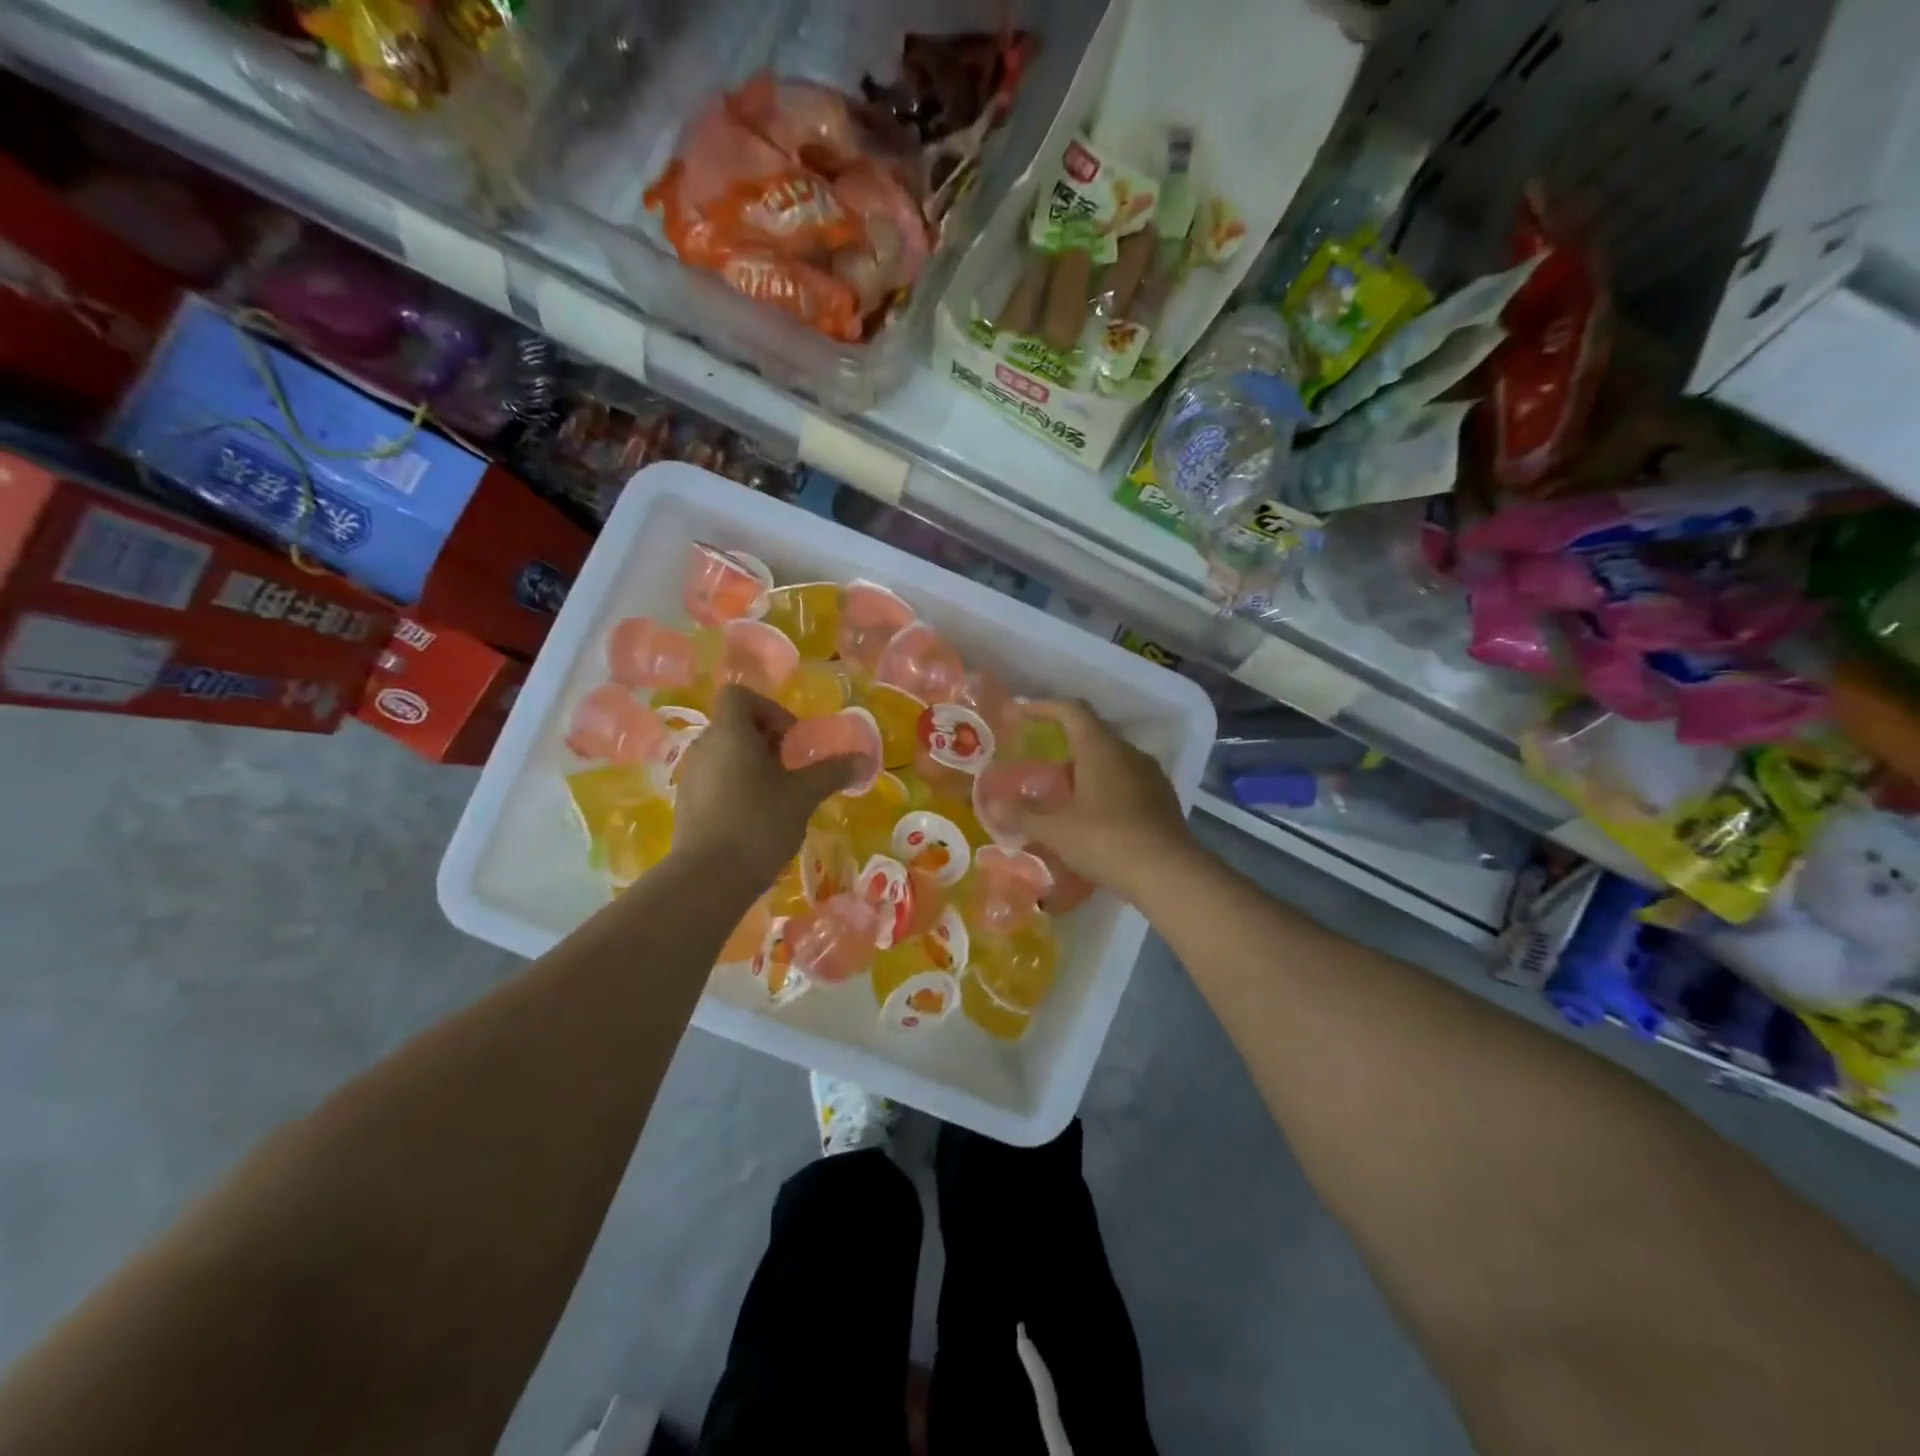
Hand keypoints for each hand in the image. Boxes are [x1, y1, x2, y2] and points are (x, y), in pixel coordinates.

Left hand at [672, 687, 857, 885]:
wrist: (709, 878)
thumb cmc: (759, 823)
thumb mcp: (803, 795)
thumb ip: (832, 772)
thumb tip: (866, 759)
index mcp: (730, 733)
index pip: (739, 695)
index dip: (769, 708)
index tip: (792, 737)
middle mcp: (704, 747)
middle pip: (733, 725)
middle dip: (766, 740)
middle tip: (793, 766)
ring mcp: (691, 777)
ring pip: (724, 754)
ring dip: (752, 764)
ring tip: (778, 794)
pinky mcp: (687, 805)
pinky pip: (714, 780)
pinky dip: (736, 786)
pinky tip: (757, 817)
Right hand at [1014, 699, 1202, 904]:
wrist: (1168, 872)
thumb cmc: (1106, 840)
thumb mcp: (1056, 830)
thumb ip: (1023, 815)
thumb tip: (993, 806)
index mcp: (1101, 748)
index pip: (1072, 710)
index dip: (1045, 707)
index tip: (1022, 712)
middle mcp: (1129, 753)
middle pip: (1092, 736)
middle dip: (1064, 748)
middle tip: (1041, 770)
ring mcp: (1151, 775)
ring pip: (1112, 762)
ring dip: (1086, 772)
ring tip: (1065, 799)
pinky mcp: (1163, 800)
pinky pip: (1128, 783)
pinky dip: (1106, 791)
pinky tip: (1095, 819)